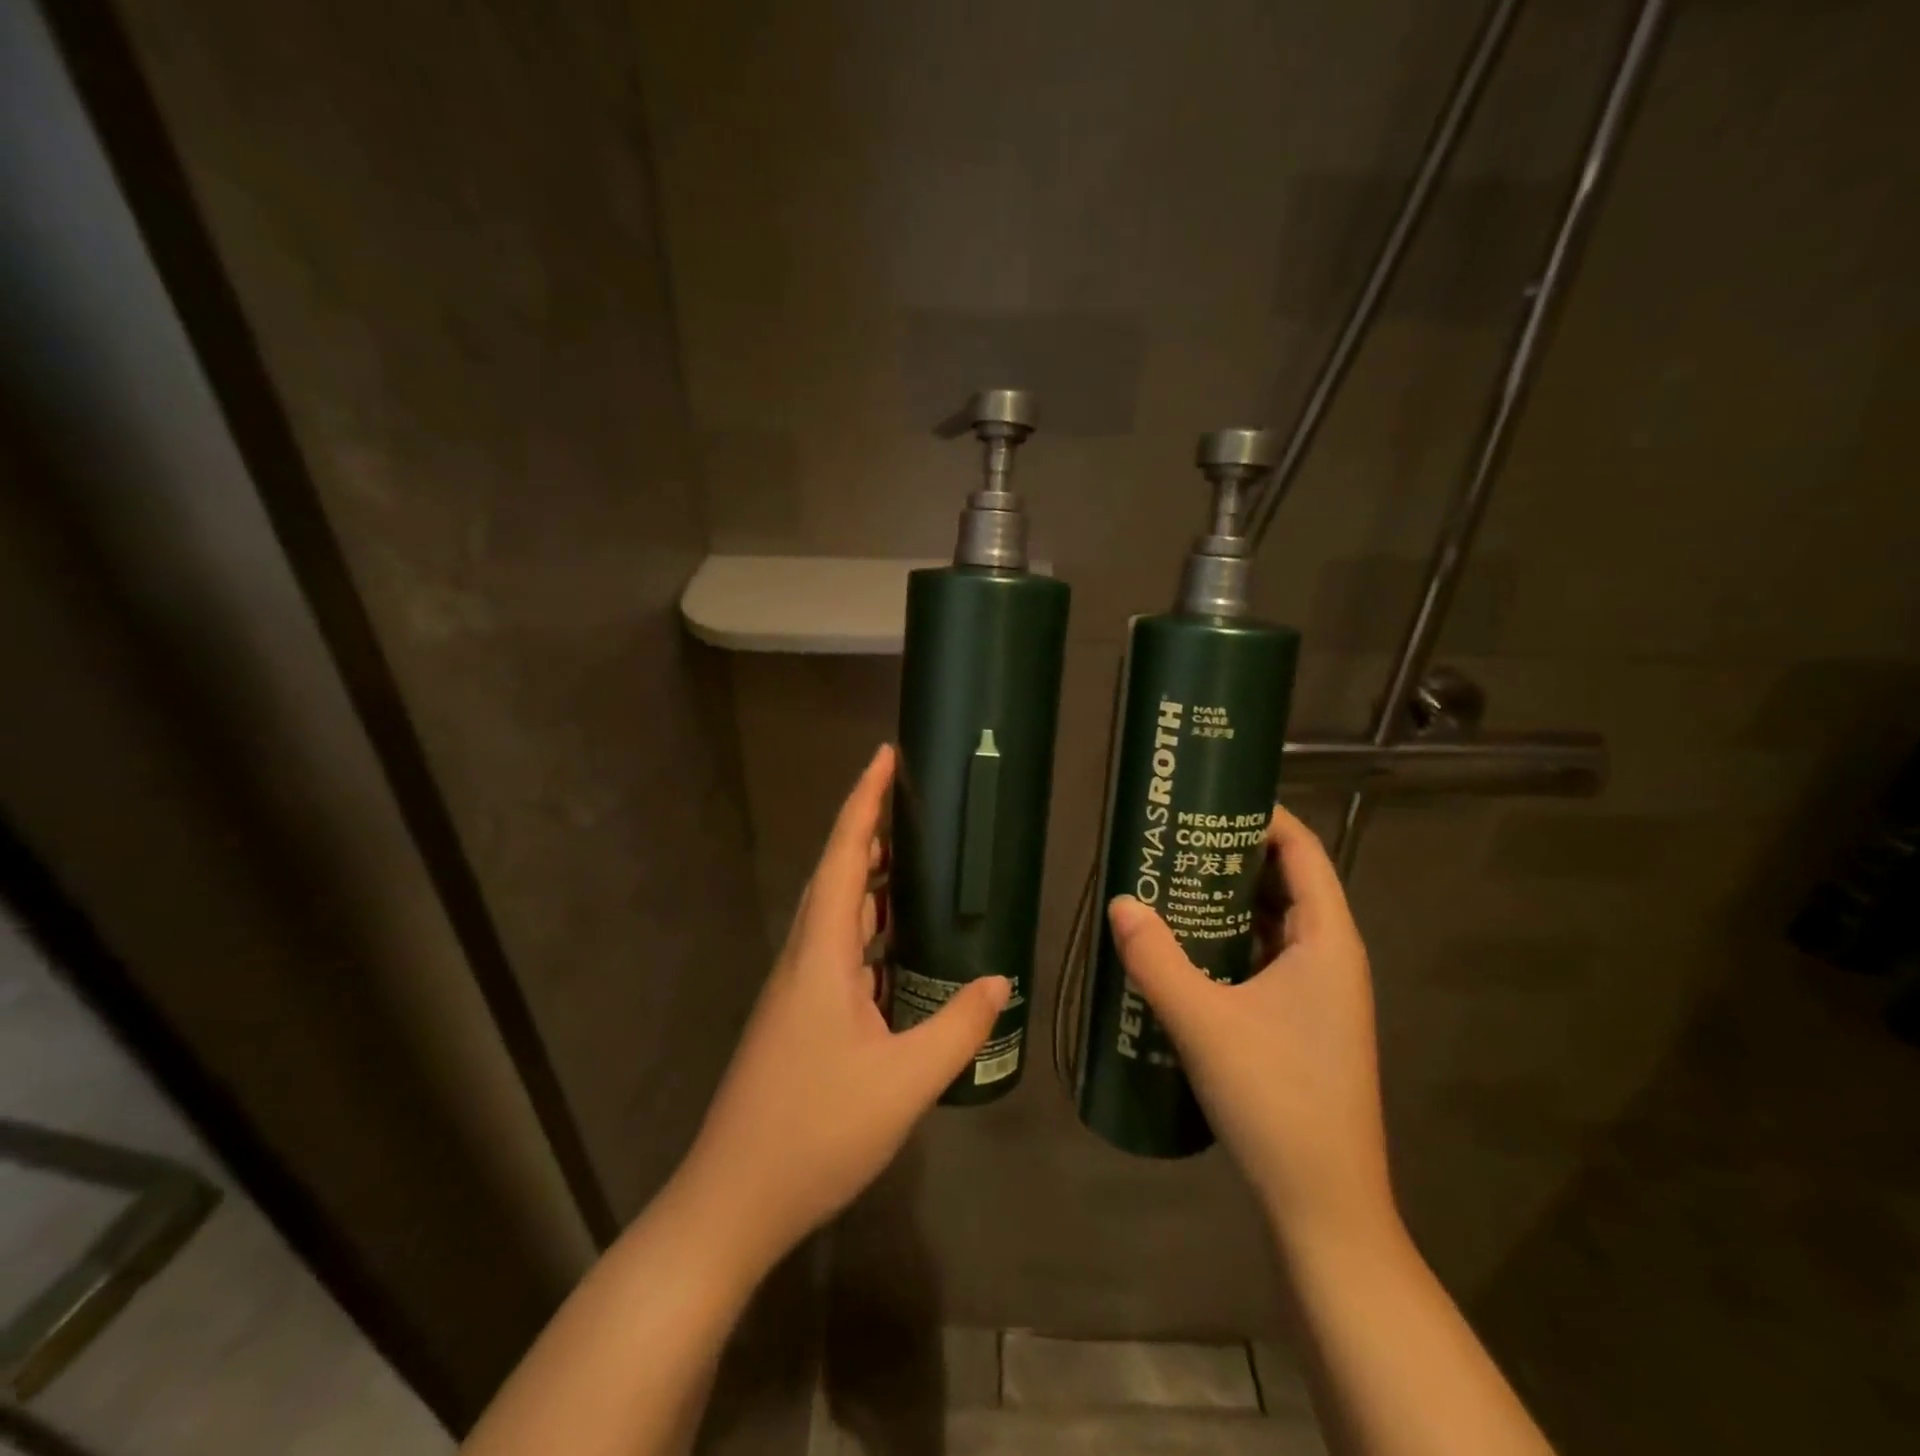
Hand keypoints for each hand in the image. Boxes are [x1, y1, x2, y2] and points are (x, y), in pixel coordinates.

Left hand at [678, 744, 1008, 1273]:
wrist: (733, 1201)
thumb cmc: (815, 1130)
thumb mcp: (904, 1081)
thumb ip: (957, 1026)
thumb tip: (1000, 979)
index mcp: (822, 953)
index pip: (845, 857)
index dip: (864, 802)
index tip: (884, 757)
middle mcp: (804, 957)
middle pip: (837, 874)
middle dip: (870, 830)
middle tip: (914, 804)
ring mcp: (797, 989)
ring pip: (836, 914)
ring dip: (870, 880)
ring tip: (915, 861)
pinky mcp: (799, 1017)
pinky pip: (838, 951)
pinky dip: (869, 930)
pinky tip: (899, 946)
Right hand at [1107, 805, 1394, 1252]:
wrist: (1323, 1204)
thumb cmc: (1276, 1099)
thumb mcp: (1204, 1022)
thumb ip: (1156, 959)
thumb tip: (1119, 902)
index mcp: (1327, 941)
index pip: (1303, 850)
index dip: (1262, 816)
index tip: (1208, 797)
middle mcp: (1331, 956)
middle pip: (1286, 880)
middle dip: (1233, 852)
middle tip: (1173, 836)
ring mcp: (1319, 992)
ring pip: (1274, 921)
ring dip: (1228, 897)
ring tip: (1171, 877)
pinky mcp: (1301, 1020)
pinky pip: (1265, 956)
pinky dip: (1230, 937)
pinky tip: (1185, 943)